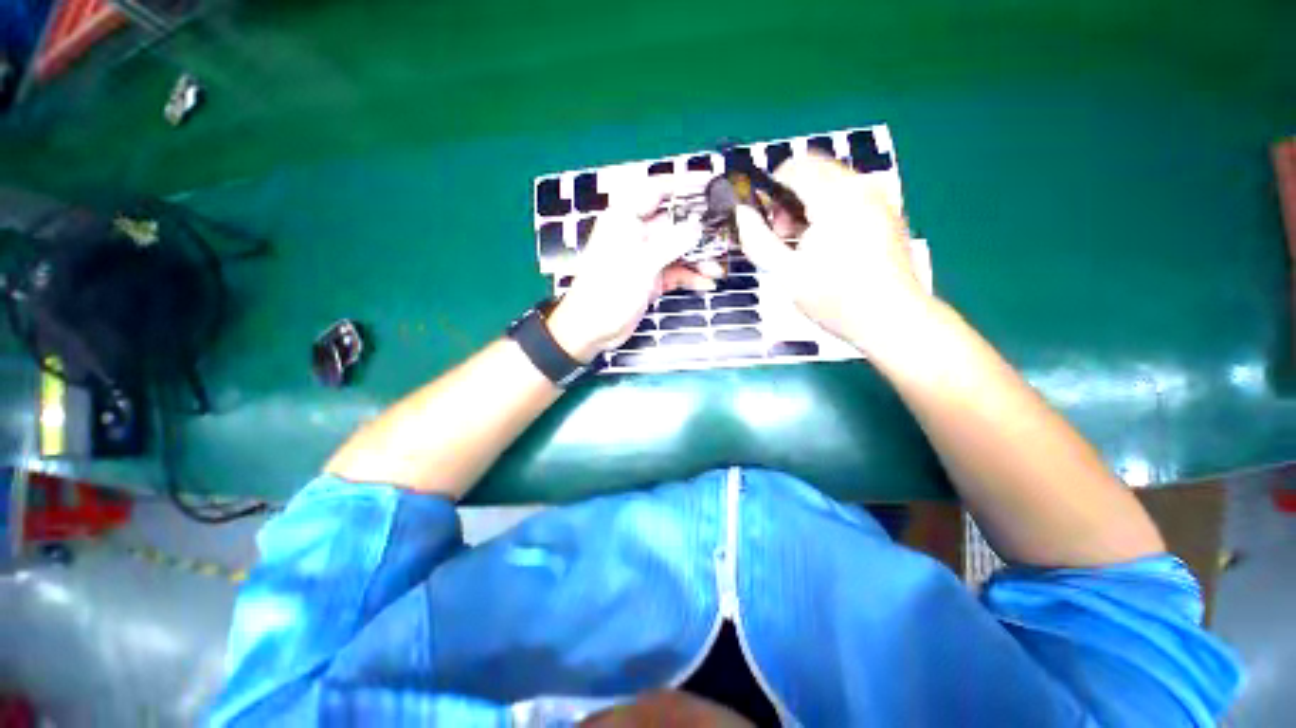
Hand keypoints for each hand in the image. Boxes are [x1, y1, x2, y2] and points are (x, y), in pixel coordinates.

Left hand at [548, 186, 721, 361]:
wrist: (592, 330)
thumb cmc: (608, 291)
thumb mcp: (640, 265)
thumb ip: (670, 244)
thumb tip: (697, 228)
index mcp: (625, 220)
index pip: (656, 191)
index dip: (683, 184)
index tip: (710, 183)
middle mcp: (637, 235)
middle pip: (674, 222)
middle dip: (698, 229)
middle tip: (725, 232)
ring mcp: (646, 258)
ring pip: (678, 249)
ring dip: (698, 258)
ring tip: (719, 267)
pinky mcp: (651, 279)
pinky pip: (676, 272)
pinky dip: (691, 277)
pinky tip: (708, 283)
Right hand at [734, 154, 933, 355]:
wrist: (890, 319)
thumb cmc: (834, 298)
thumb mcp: (785, 272)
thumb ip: (757, 239)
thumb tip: (741, 213)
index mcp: (835, 198)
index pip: (796, 167)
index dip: (772, 189)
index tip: (766, 222)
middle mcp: (862, 188)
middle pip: (815, 172)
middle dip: (791, 199)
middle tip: (783, 239)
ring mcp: (880, 200)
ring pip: (833, 185)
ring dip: (810, 207)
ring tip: (804, 246)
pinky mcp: (889, 215)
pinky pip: (851, 199)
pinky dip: (831, 213)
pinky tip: (828, 248)